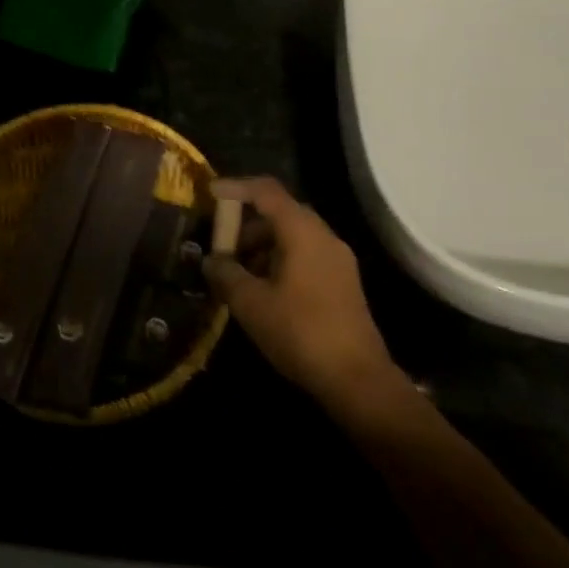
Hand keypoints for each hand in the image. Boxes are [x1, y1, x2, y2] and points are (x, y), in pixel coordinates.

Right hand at [203, 176, 396, 405]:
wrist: (358, 379)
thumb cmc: (301, 332)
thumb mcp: (252, 304)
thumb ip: (226, 275)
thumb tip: (211, 260)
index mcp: (302, 231)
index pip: (266, 191)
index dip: (236, 187)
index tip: (210, 194)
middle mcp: (324, 236)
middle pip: (280, 213)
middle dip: (246, 224)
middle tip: (220, 244)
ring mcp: (338, 259)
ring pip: (293, 236)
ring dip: (262, 245)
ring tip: (237, 273)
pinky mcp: (343, 282)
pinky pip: (305, 255)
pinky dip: (279, 260)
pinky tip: (262, 289)